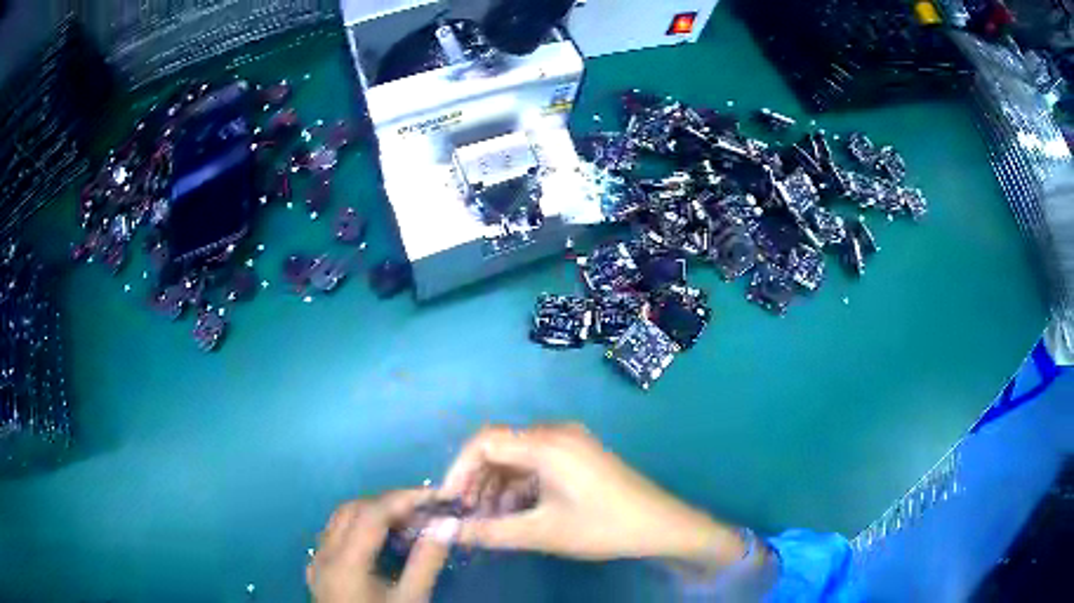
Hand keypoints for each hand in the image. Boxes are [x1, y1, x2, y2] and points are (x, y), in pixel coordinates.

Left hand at [307, 489, 457, 602]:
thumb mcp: (411, 600)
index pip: (372, 514)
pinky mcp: (317, 570)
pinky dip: (357, 527)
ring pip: (339, 519)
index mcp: (346, 562)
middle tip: (423, 509)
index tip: (435, 496)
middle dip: (389, 502)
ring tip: (405, 521)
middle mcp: (325, 554)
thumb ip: (426, 562)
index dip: (404, 499)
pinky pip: (334, 535)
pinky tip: (377, 541)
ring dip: (371, 512)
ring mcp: (317, 561)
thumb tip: (447, 525)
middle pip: (352, 509)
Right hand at [440, 425, 745, 569]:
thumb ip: (488, 531)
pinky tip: (513, 513)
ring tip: (487, 521)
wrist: (660, 526)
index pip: (484, 442)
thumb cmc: (602, 527)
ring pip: (516, 458)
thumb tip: (442, 531)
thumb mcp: (541, 532)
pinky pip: (535, 464)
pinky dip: (518, 486)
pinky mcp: (577, 455)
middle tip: (466, 517)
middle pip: (499, 448)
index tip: (448, 503)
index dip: (458, 470)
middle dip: (476, 482)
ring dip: (496, 486)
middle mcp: (555, 433)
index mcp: (546, 443)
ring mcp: (569, 443)